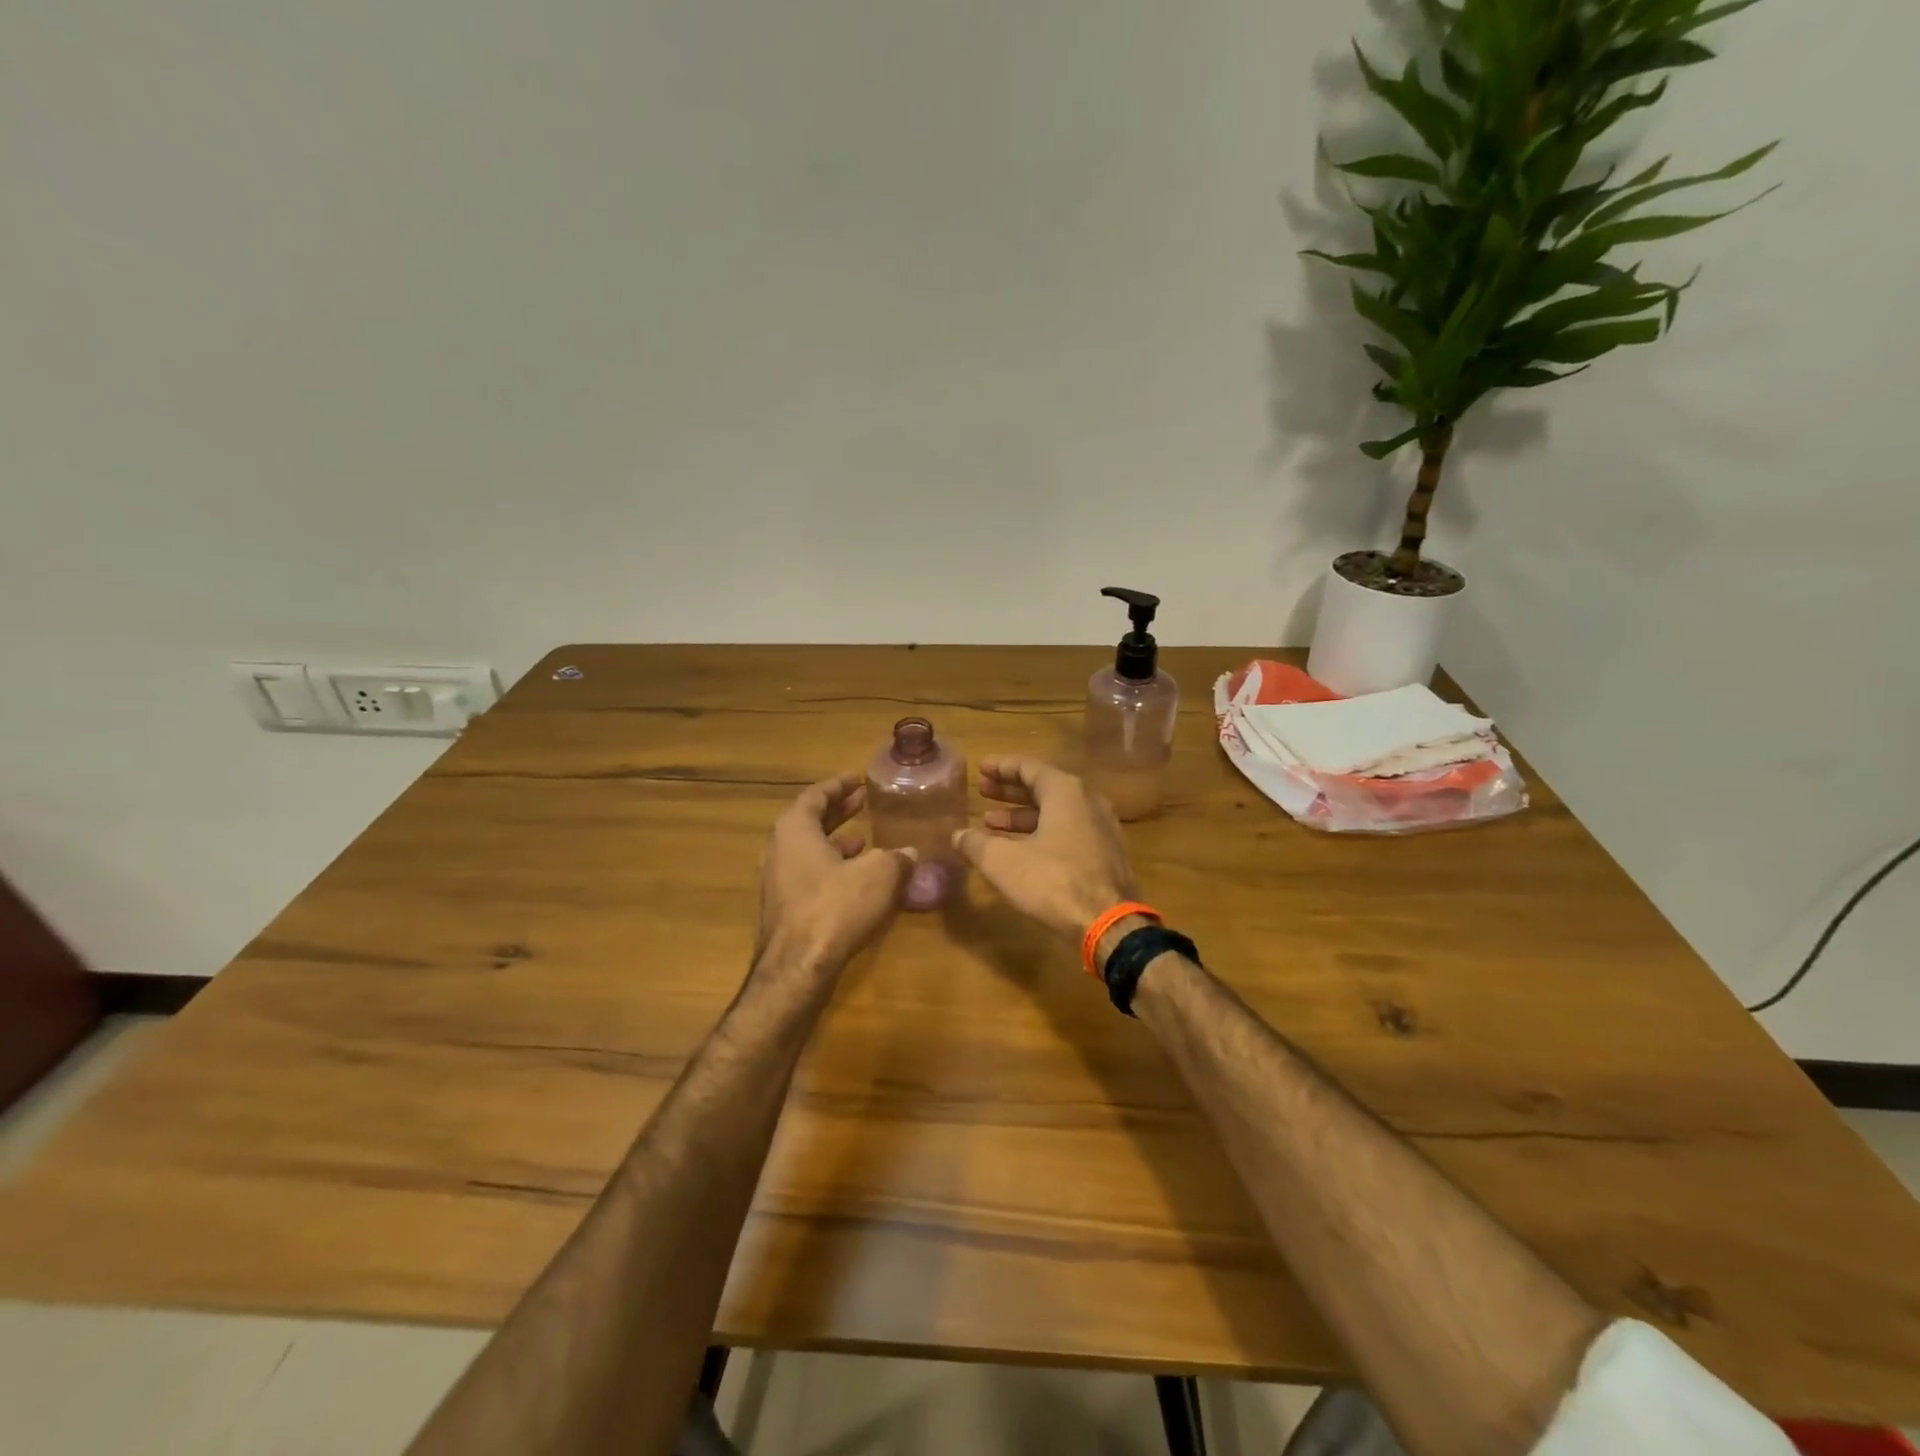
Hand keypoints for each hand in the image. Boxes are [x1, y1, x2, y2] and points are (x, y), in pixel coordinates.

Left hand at [756, 773, 913, 976]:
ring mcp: (777, 882)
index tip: (856, 779)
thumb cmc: (836, 907)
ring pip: (808, 851)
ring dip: (836, 842)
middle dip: (838, 811)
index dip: (838, 785)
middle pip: (809, 821)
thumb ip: (897, 858)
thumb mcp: (879, 875)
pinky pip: (809, 876)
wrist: (797, 968)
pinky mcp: (784, 910)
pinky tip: (857, 879)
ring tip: (865, 839)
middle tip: (862, 801)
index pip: (815, 796)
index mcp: (794, 829)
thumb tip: (911, 852)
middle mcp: (779, 850)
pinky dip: (831, 868)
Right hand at [952, 758, 1139, 947]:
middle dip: (1010, 791)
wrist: (1109, 924)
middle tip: (983, 791)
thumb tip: (958, 835)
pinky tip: (1021, 850)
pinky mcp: (1107, 854)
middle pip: (1044, 787)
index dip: (1001, 767)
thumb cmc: (1054, 881)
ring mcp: (1102, 828)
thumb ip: (976, 843)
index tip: (981, 768)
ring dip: (1023, 816)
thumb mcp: (1003, 862)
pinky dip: (1042, 832)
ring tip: (992, 824)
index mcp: (1066, 792)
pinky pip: (1069, 831)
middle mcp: (1088, 801)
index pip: (1029, 767)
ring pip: (1056, 812)